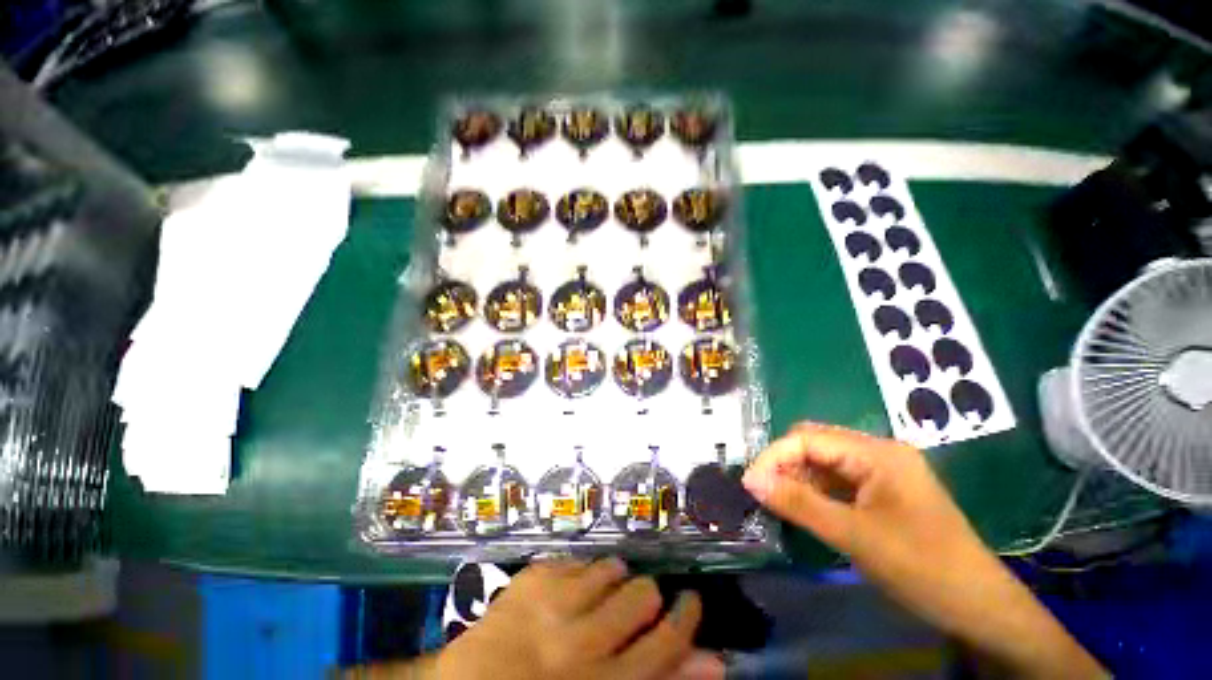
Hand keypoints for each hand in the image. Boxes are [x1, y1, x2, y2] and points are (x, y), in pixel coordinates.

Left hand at [434, 558, 721, 679]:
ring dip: (615, 578)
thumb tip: (715, 662)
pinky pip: (576, 560)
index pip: (666, 642)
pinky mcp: (532, 580)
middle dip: (646, 596)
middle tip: (637, 602)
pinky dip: (582, 570)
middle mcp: (583, 642)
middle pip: (641, 597)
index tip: (691, 601)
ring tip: (606, 588)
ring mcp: (553, 605)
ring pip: (610, 571)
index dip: (686, 618)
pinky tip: (575, 583)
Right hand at [743, 423, 1105, 678]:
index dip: (774, 456)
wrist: (980, 606)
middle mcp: (878, 452)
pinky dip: (815, 489)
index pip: (808, 438)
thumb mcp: (854, 536)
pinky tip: (804, 506)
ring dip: (798, 476)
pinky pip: (837, 479)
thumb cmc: (921, 568)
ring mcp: (882, 470)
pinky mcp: (883, 490)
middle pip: (815, 443)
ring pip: (824, 460)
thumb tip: (751, 481)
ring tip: (778, 500)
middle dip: (784, 462)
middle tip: (763, 490)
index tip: (750, 482)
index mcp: (877, 453)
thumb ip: (799, 504)